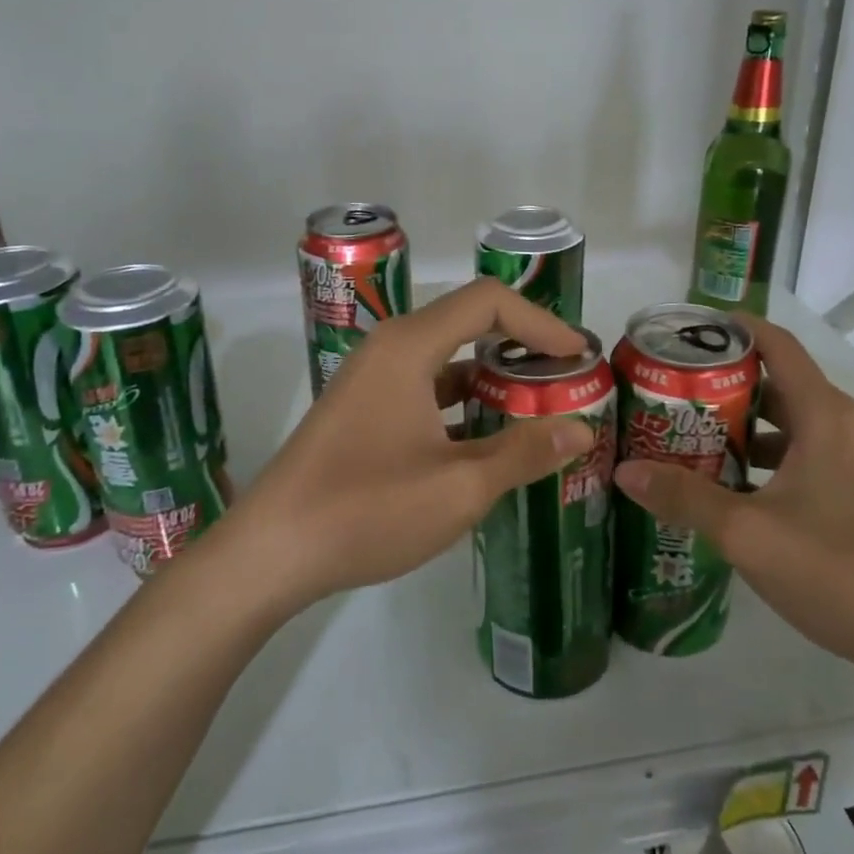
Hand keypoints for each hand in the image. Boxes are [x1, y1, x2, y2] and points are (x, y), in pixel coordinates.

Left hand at [230, 278, 593, 610]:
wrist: (271, 552)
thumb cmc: (367, 509)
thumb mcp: (460, 487)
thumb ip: (524, 452)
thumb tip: (581, 429)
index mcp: (410, 346)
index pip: (488, 302)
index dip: (540, 321)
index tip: (577, 356)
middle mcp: (390, 349)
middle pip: (468, 324)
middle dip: (522, 348)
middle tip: (566, 381)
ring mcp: (373, 381)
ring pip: (448, 361)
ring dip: (494, 381)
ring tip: (539, 413)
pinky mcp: (365, 411)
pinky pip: (426, 391)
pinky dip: (464, 406)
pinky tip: (490, 444)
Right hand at [610, 316, 853, 691]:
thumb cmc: (839, 573)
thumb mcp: (748, 535)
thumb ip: (684, 497)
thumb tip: (625, 471)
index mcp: (826, 416)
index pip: (777, 344)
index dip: (734, 328)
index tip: (689, 331)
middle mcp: (851, 425)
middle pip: (782, 385)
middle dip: (728, 387)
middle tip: (675, 398)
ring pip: (798, 424)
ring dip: (751, 429)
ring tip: (699, 444)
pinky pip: (817, 454)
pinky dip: (778, 457)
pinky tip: (745, 492)